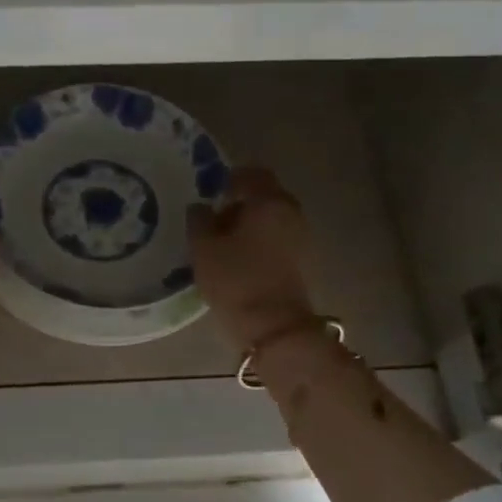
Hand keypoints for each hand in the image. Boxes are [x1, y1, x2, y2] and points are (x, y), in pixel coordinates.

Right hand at [188, 165, 316, 351]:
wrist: (274, 327)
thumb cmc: (236, 280)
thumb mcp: (203, 248)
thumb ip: (199, 220)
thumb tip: (201, 207)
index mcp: (269, 200)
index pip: (252, 174)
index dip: (230, 178)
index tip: (211, 192)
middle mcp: (291, 212)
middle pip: (265, 195)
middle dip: (239, 202)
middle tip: (213, 219)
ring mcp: (301, 237)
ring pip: (272, 218)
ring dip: (249, 224)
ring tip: (223, 244)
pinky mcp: (302, 261)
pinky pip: (278, 238)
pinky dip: (259, 241)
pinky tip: (239, 259)